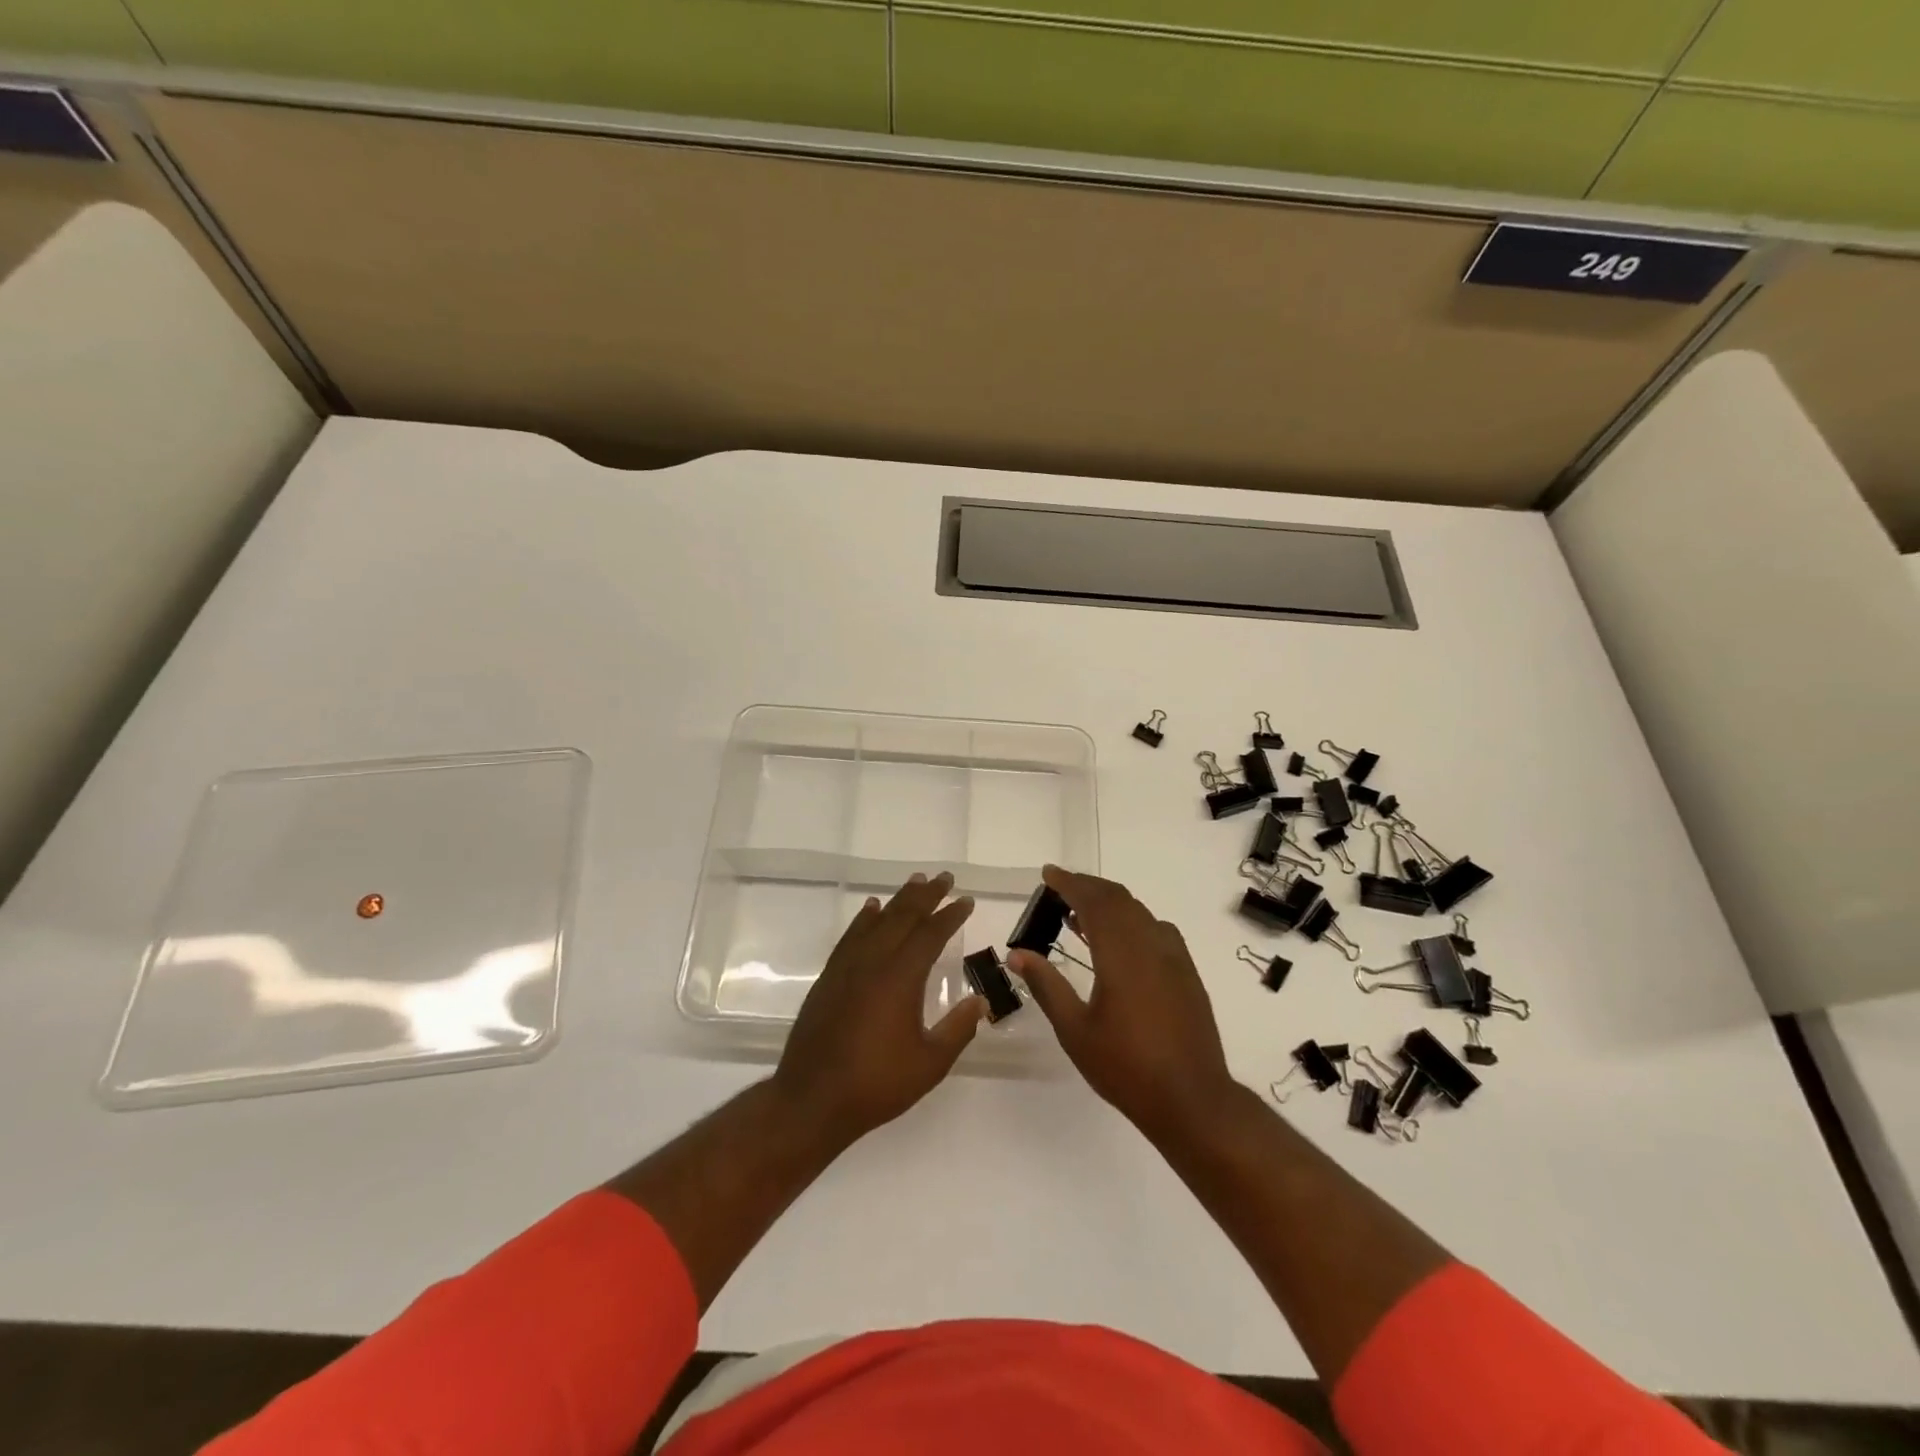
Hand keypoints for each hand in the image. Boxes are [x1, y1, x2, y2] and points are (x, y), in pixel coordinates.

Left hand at [771, 872, 983, 1150]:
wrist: (812, 1100)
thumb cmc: (877, 1084)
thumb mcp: (930, 1063)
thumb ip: (958, 1029)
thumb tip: (980, 1001)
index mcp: (901, 978)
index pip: (930, 934)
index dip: (950, 915)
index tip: (966, 900)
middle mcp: (873, 962)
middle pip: (903, 917)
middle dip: (926, 895)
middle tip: (944, 877)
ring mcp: (847, 967)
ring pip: (876, 921)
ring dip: (898, 900)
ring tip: (914, 883)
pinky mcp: (829, 978)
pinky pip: (851, 936)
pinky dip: (864, 919)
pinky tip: (871, 909)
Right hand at [1007, 865, 1237, 1143]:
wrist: (1192, 1100)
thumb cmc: (1126, 1067)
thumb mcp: (1075, 1030)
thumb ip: (1046, 986)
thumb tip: (1017, 953)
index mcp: (1121, 953)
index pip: (1094, 901)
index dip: (1070, 882)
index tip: (1048, 873)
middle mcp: (1151, 944)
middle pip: (1118, 899)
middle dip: (1088, 888)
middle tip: (1059, 890)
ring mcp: (1174, 957)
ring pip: (1139, 912)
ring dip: (1110, 904)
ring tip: (1080, 916)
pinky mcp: (1187, 973)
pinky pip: (1156, 929)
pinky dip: (1131, 922)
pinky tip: (1118, 944)